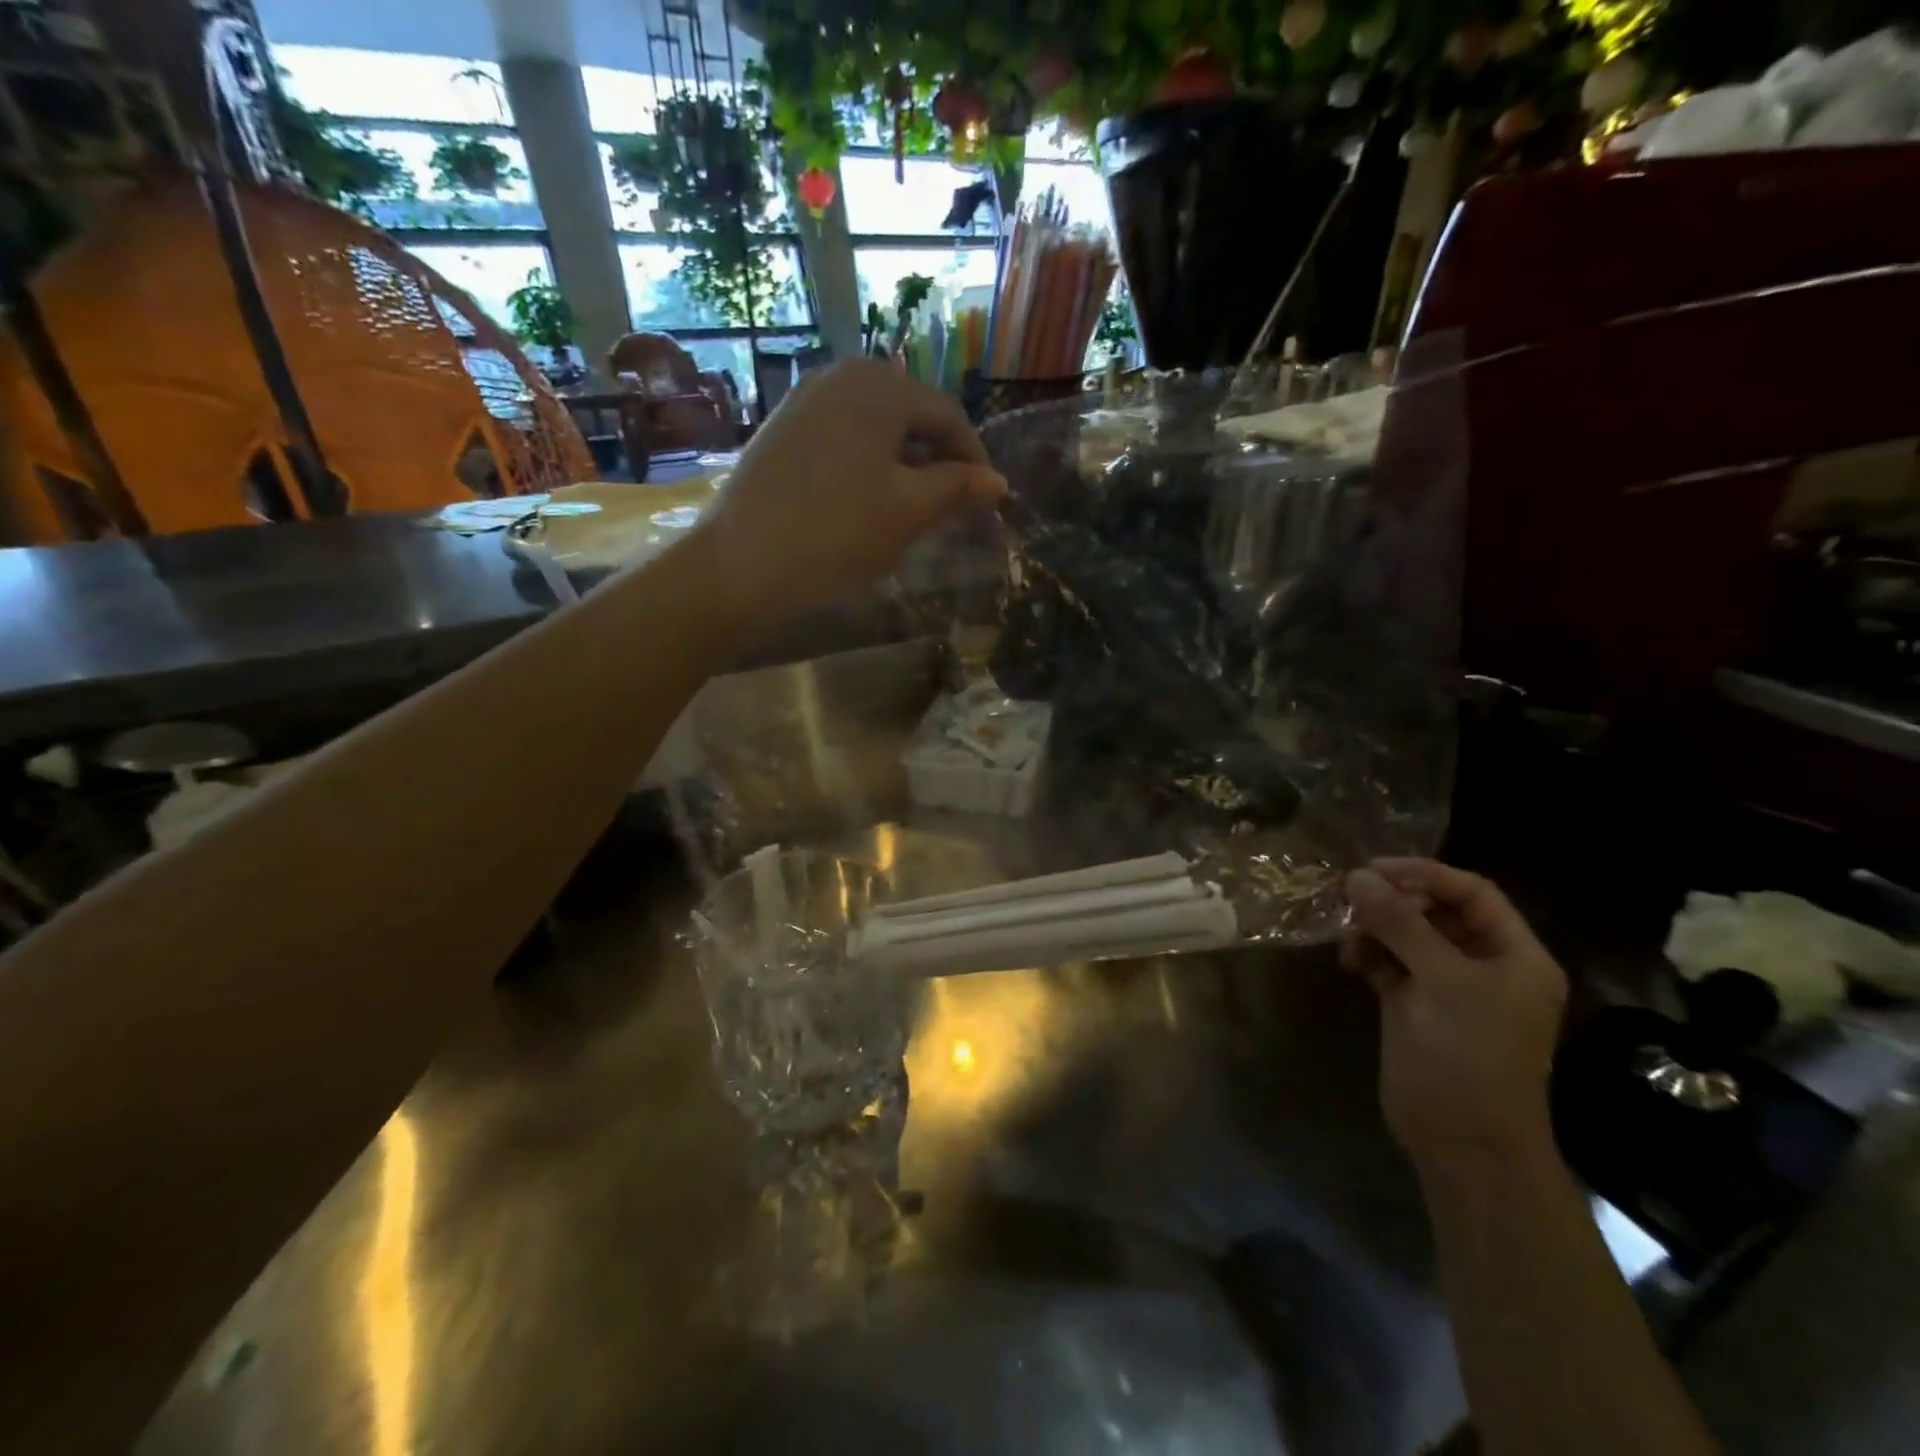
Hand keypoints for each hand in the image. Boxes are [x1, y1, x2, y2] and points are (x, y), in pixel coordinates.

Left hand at [695, 359, 1005, 633]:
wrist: (742, 563)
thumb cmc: (838, 532)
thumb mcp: (909, 511)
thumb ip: (958, 488)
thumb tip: (997, 482)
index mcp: (879, 386)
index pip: (947, 415)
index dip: (975, 458)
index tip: (990, 499)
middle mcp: (840, 377)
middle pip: (910, 415)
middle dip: (938, 459)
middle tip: (954, 505)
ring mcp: (804, 401)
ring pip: (876, 428)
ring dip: (904, 464)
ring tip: (915, 508)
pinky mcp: (782, 429)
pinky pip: (843, 438)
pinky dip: (868, 465)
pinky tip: (868, 502)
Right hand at [1342, 859, 1567, 1178]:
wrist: (1461, 1141)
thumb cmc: (1468, 1054)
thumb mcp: (1440, 981)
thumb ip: (1399, 924)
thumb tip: (1357, 875)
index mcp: (1513, 956)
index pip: (1473, 893)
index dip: (1425, 874)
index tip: (1374, 869)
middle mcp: (1483, 965)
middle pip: (1436, 911)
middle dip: (1393, 902)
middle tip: (1351, 900)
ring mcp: (1446, 986)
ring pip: (1406, 935)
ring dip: (1375, 928)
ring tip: (1349, 939)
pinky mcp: (1413, 1005)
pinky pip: (1388, 962)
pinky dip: (1368, 954)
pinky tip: (1350, 962)